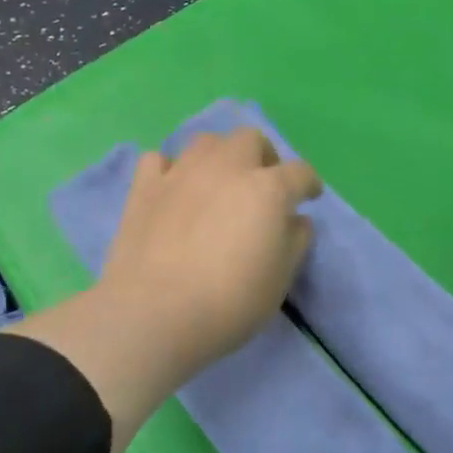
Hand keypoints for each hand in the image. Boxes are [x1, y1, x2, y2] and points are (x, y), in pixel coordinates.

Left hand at [99, 127, 322, 374]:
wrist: (156, 312)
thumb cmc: (230, 302)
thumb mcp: (279, 280)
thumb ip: (295, 242)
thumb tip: (296, 220)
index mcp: (267, 189)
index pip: (299, 172)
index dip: (308, 184)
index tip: (308, 196)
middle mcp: (225, 168)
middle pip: (250, 139)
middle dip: (262, 157)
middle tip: (262, 185)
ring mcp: (181, 173)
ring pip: (205, 142)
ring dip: (219, 156)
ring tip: (218, 183)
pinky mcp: (144, 187)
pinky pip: (158, 160)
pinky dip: (170, 170)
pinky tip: (173, 190)